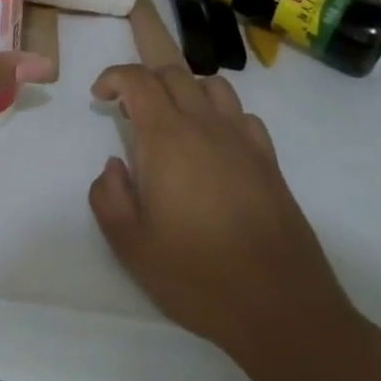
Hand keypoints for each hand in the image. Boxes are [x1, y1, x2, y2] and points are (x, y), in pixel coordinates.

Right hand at [88, 65, 358, 376]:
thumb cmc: (196, 275)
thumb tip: (113, 166)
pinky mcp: (270, 162)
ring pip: (213, 86)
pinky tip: (213, 146)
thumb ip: (108, 196)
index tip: (100, 97)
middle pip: (174, 74)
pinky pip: (242, 116)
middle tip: (129, 110)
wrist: (280, 307)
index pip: (138, 80)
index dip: (114, 77)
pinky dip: (221, 115)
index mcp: (166, 139)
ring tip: (172, 121)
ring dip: (185, 90)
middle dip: (145, 80)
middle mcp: (205, 127)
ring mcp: (243, 141)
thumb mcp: (130, 245)